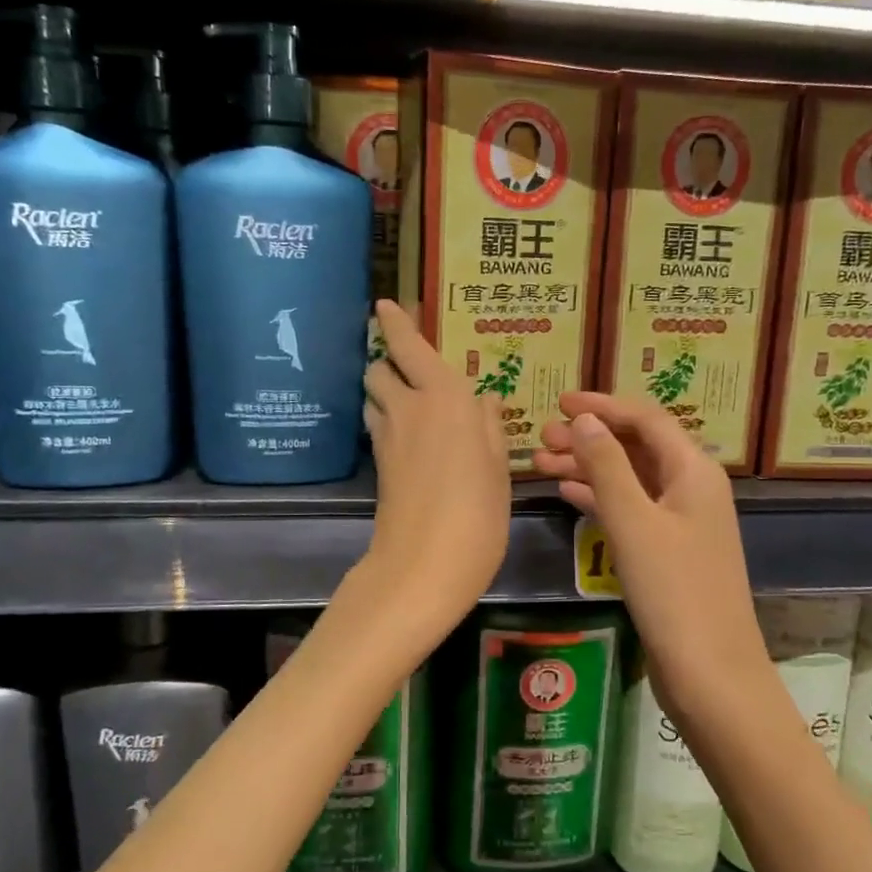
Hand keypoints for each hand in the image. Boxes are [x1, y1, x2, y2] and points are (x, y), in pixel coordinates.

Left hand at [361, 300, 510, 637]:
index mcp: (443, 397)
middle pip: (379, 370)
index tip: (383, 305)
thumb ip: (490, 426)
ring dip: (385, 391)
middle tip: (412, 368)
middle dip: (388, 362)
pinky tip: (414, 436)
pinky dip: (389, 420)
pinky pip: (379, 427)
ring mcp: (387, 439)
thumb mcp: (498, 467)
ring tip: (413, 401)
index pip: (407, 347)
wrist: (424, 566)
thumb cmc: (477, 511)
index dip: (394, 324)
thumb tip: (487, 399)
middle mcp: (408, 408)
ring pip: (373, 398)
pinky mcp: (378, 467)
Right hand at [532, 392, 765, 711]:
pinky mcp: (668, 553)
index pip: (646, 420)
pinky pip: (630, 510)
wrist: (710, 674)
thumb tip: (585, 420)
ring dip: (589, 468)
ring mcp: (681, 523)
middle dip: (590, 438)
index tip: (560, 403)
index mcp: (693, 471)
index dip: (603, 406)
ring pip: (630, 479)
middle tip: (542, 438)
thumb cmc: (674, 592)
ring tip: (541, 463)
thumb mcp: (634, 523)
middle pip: (637, 447)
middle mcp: (691, 489)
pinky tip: (567, 494)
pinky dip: (599, 498)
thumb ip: (607, 467)